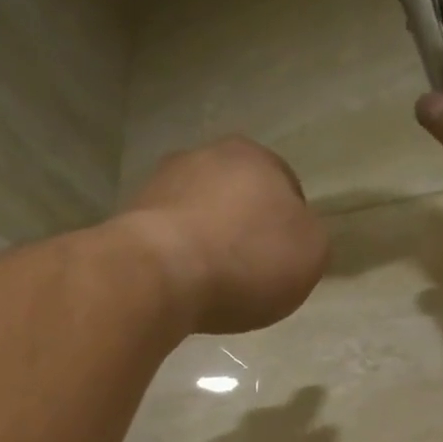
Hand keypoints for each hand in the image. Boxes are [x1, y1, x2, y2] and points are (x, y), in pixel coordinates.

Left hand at [115, 138, 328, 334]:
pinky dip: (180, 257)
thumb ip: (311, 238)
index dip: (291, 227)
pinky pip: (170, 237)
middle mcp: (205, 156)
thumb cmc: (248, 260)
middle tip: (252, 272)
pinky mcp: (131, 215)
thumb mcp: (311, 254)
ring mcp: (161, 182)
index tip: (287, 262)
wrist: (161, 275)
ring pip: (200, 213)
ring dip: (210, 241)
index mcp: (255, 157)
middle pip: (239, 196)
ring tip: (215, 284)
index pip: (286, 187)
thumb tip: (296, 234)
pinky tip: (185, 285)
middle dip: (246, 228)